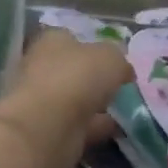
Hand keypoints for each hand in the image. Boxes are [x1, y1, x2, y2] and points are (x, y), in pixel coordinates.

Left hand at [0, 29, 130, 167]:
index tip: (116, 61)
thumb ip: (119, 60)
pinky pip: (79, 124)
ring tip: (126, 110)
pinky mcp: (48, 129)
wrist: (48, 126)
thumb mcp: (111, 57)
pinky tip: (118, 129)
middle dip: (95, 78)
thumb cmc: (77, 78)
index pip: (72, 38)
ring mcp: (43, 101)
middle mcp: (42, 67)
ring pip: (76, 99)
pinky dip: (96, 126)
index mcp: (51, 41)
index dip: (94, 47)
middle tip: (122, 86)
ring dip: (97, 104)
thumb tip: (122, 70)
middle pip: (73, 70)